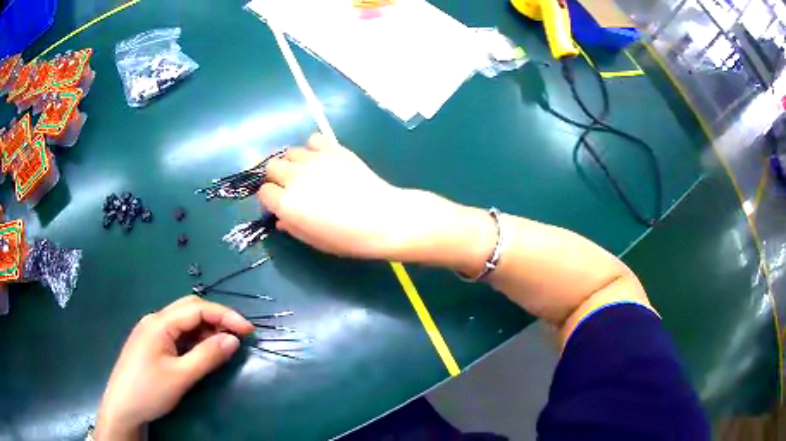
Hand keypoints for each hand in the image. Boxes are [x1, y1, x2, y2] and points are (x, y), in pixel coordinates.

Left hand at [95, 296, 253, 439]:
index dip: (225, 315)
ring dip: (206, 330)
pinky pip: (177, 334)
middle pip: (190, 309)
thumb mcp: (181, 376)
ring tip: (224, 346)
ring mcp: (151, 332)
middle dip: (217, 318)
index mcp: (159, 323)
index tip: (248, 331)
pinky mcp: (151, 344)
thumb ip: (207, 356)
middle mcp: (155, 320)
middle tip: (239, 335)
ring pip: (184, 322)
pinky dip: (194, 340)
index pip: (197, 308)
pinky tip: (202, 352)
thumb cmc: (149, 390)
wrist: (123, 407)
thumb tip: (233, 340)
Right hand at [260, 133, 495, 271]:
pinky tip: (323, 159)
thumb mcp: (314, 240)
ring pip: (290, 152)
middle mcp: (294, 176)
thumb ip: (292, 227)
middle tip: (292, 188)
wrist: (383, 218)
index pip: (264, 193)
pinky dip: (313, 148)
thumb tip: (281, 218)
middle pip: (272, 167)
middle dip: (278, 178)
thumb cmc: (348, 238)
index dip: (271, 199)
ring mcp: (314, 159)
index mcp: (286, 203)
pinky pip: (313, 139)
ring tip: (308, 173)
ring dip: (293, 163)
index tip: (281, 205)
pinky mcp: (333, 148)